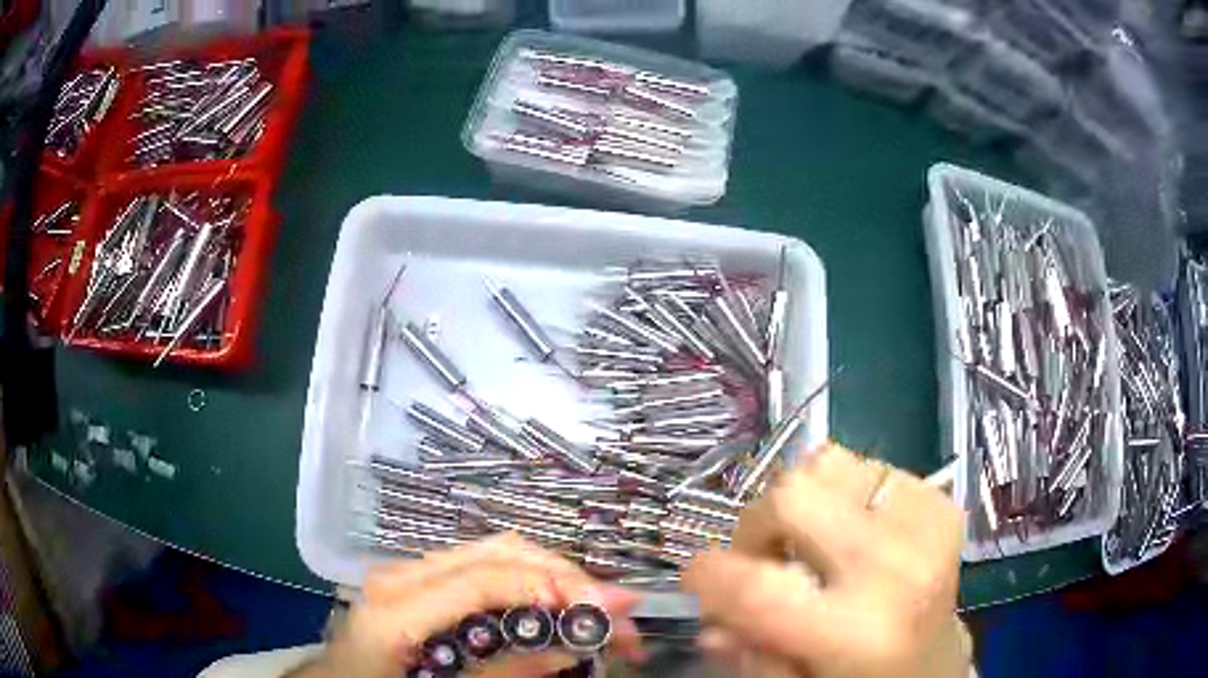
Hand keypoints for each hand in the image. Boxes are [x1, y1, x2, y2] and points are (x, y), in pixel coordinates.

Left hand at [297, 533, 643, 677]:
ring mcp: (411, 575)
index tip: (607, 609)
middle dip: (566, 577)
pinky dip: (530, 584)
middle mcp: (405, 576)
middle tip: (618, 613)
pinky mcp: (421, 585)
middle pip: (499, 552)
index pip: (484, 578)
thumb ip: (504, 675)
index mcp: (397, 606)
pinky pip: (484, 570)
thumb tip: (571, 650)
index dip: (550, 586)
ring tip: (598, 612)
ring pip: (497, 553)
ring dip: (555, 578)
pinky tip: (556, 608)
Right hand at [682, 443, 970, 677]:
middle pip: (791, 495)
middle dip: (756, 526)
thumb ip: (748, 657)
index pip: (756, 585)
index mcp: (857, 634)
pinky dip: (843, 493)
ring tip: (810, 541)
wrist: (937, 664)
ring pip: (826, 464)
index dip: (706, 574)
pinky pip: (866, 466)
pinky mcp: (938, 501)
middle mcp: (897, 568)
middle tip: (763, 559)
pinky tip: (851, 532)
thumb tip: (711, 617)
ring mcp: (925, 524)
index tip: (698, 579)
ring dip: (803, 503)